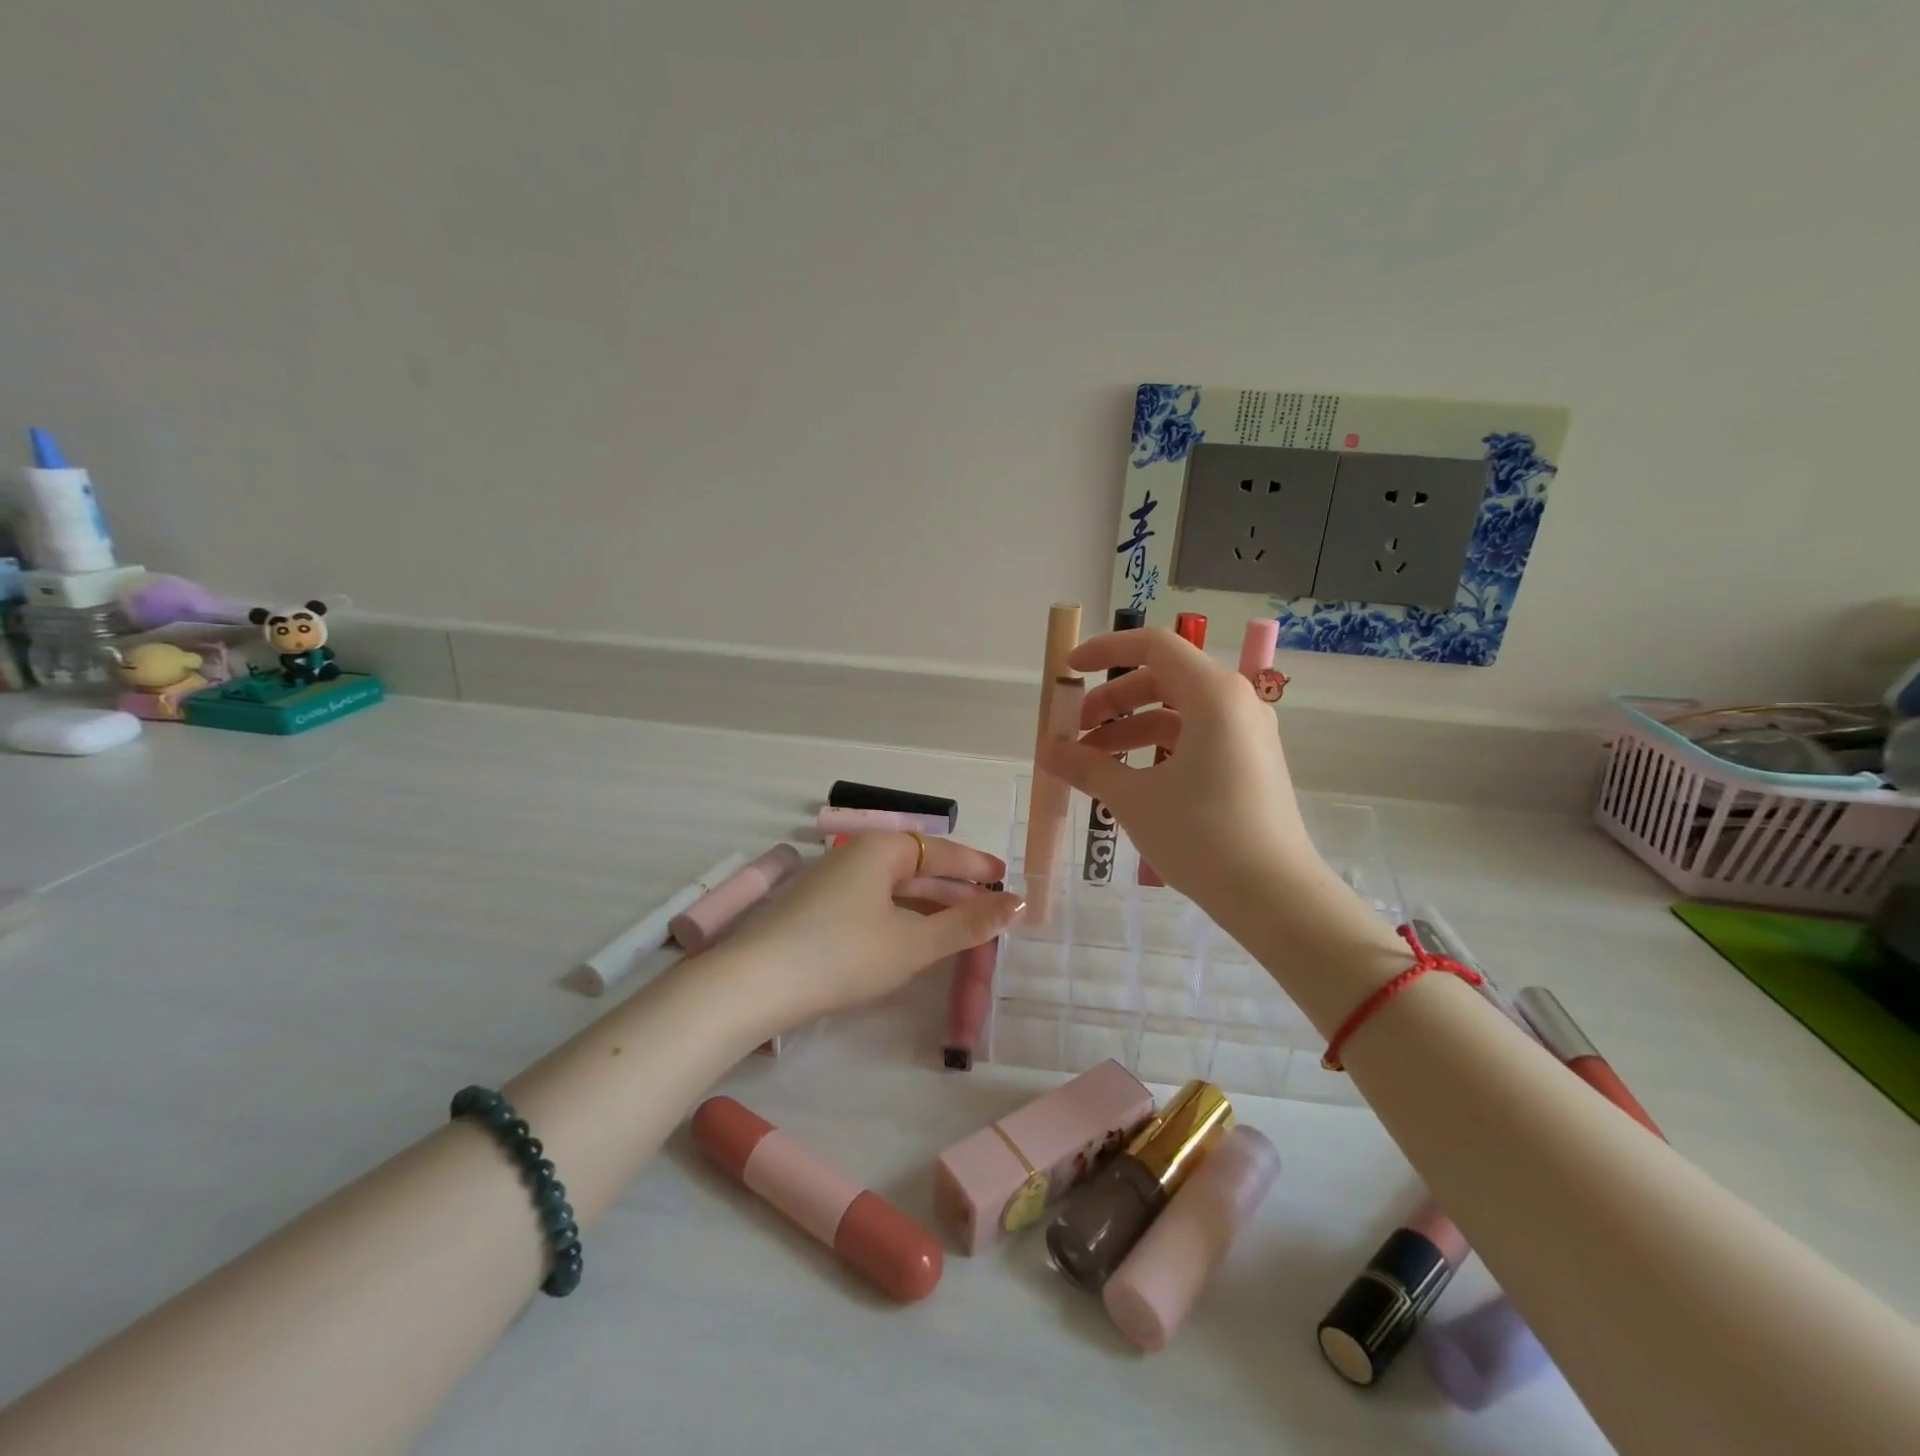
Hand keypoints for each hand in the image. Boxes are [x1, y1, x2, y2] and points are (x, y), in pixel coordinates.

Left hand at [712, 832, 1020, 1029]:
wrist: (754, 984)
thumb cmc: (843, 954)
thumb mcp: (913, 943)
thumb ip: (966, 924)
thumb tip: (1017, 905)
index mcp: (879, 850)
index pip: (940, 849)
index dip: (975, 865)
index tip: (1005, 878)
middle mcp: (854, 856)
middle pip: (916, 867)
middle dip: (954, 889)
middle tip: (990, 910)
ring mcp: (830, 882)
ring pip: (893, 889)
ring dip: (928, 906)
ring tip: (960, 927)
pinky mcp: (815, 910)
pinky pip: (872, 904)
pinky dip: (900, 917)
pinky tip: (912, 939)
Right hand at [1036, 627, 1319, 903]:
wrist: (1274, 896)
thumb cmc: (1201, 835)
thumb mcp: (1133, 799)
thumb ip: (1087, 767)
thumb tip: (1047, 752)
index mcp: (1213, 694)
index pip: (1153, 646)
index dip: (1105, 650)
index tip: (1069, 670)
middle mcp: (1236, 702)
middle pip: (1162, 679)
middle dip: (1112, 701)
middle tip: (1075, 732)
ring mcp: (1247, 733)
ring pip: (1177, 713)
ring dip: (1130, 730)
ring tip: (1092, 765)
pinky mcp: (1250, 762)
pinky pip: (1195, 738)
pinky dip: (1157, 749)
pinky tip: (1129, 780)